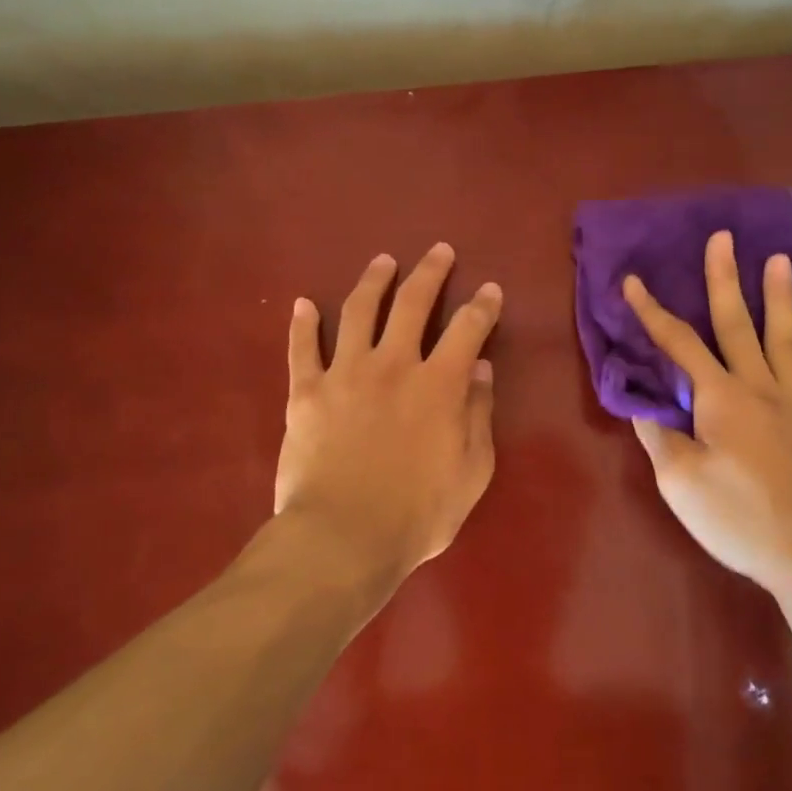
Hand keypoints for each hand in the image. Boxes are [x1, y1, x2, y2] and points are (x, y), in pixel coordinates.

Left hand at [275, 243, 501, 584]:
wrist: (343, 539)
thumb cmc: (418, 513)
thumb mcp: (471, 471)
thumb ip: (479, 416)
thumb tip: (482, 370)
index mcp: (439, 384)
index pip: (469, 329)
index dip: (483, 306)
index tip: (489, 289)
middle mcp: (394, 365)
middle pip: (413, 303)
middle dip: (430, 272)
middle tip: (438, 251)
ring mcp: (345, 373)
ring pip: (359, 311)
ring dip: (373, 281)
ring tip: (383, 261)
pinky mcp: (306, 392)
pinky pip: (302, 349)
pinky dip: (302, 324)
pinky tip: (303, 303)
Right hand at [625, 230, 791, 602]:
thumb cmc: (742, 520)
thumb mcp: (682, 485)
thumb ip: (661, 439)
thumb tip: (643, 406)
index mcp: (720, 399)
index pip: (678, 345)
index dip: (652, 312)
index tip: (633, 281)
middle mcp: (761, 387)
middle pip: (737, 325)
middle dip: (724, 280)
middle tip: (724, 237)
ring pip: (786, 338)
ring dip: (780, 296)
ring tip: (778, 259)